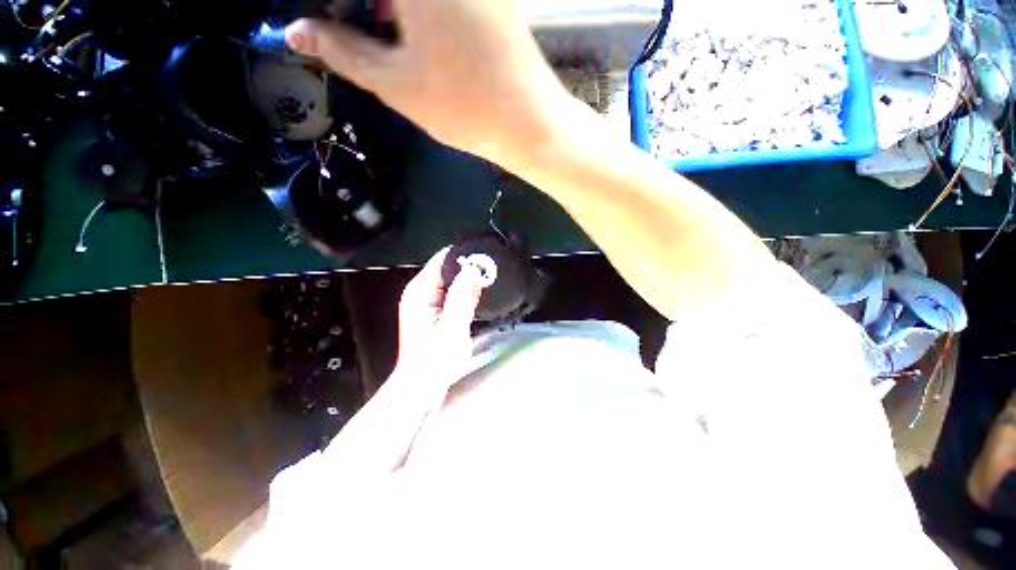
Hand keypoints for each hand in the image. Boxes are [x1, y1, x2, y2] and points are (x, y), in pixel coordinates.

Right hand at [285, 0, 568, 165]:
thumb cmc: (464, 107)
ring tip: (369, 31)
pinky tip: (405, 29)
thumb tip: (297, 32)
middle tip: (338, 28)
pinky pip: (438, 0)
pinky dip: (410, 10)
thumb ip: (342, 50)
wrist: (529, 122)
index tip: (319, 24)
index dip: (329, 5)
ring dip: (382, 9)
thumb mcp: (395, 83)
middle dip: (354, 7)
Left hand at [393, 247, 486, 388]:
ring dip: (470, 278)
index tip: (488, 257)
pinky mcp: (435, 309)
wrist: (422, 386)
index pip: (442, 259)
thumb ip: (463, 297)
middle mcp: (420, 291)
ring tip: (492, 278)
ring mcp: (427, 300)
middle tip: (494, 270)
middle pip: (447, 267)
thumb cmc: (434, 362)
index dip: (465, 255)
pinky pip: (452, 290)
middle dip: (470, 266)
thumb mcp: (452, 328)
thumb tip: (474, 269)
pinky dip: (466, 289)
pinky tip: (480, 293)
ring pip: (451, 278)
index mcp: (419, 291)